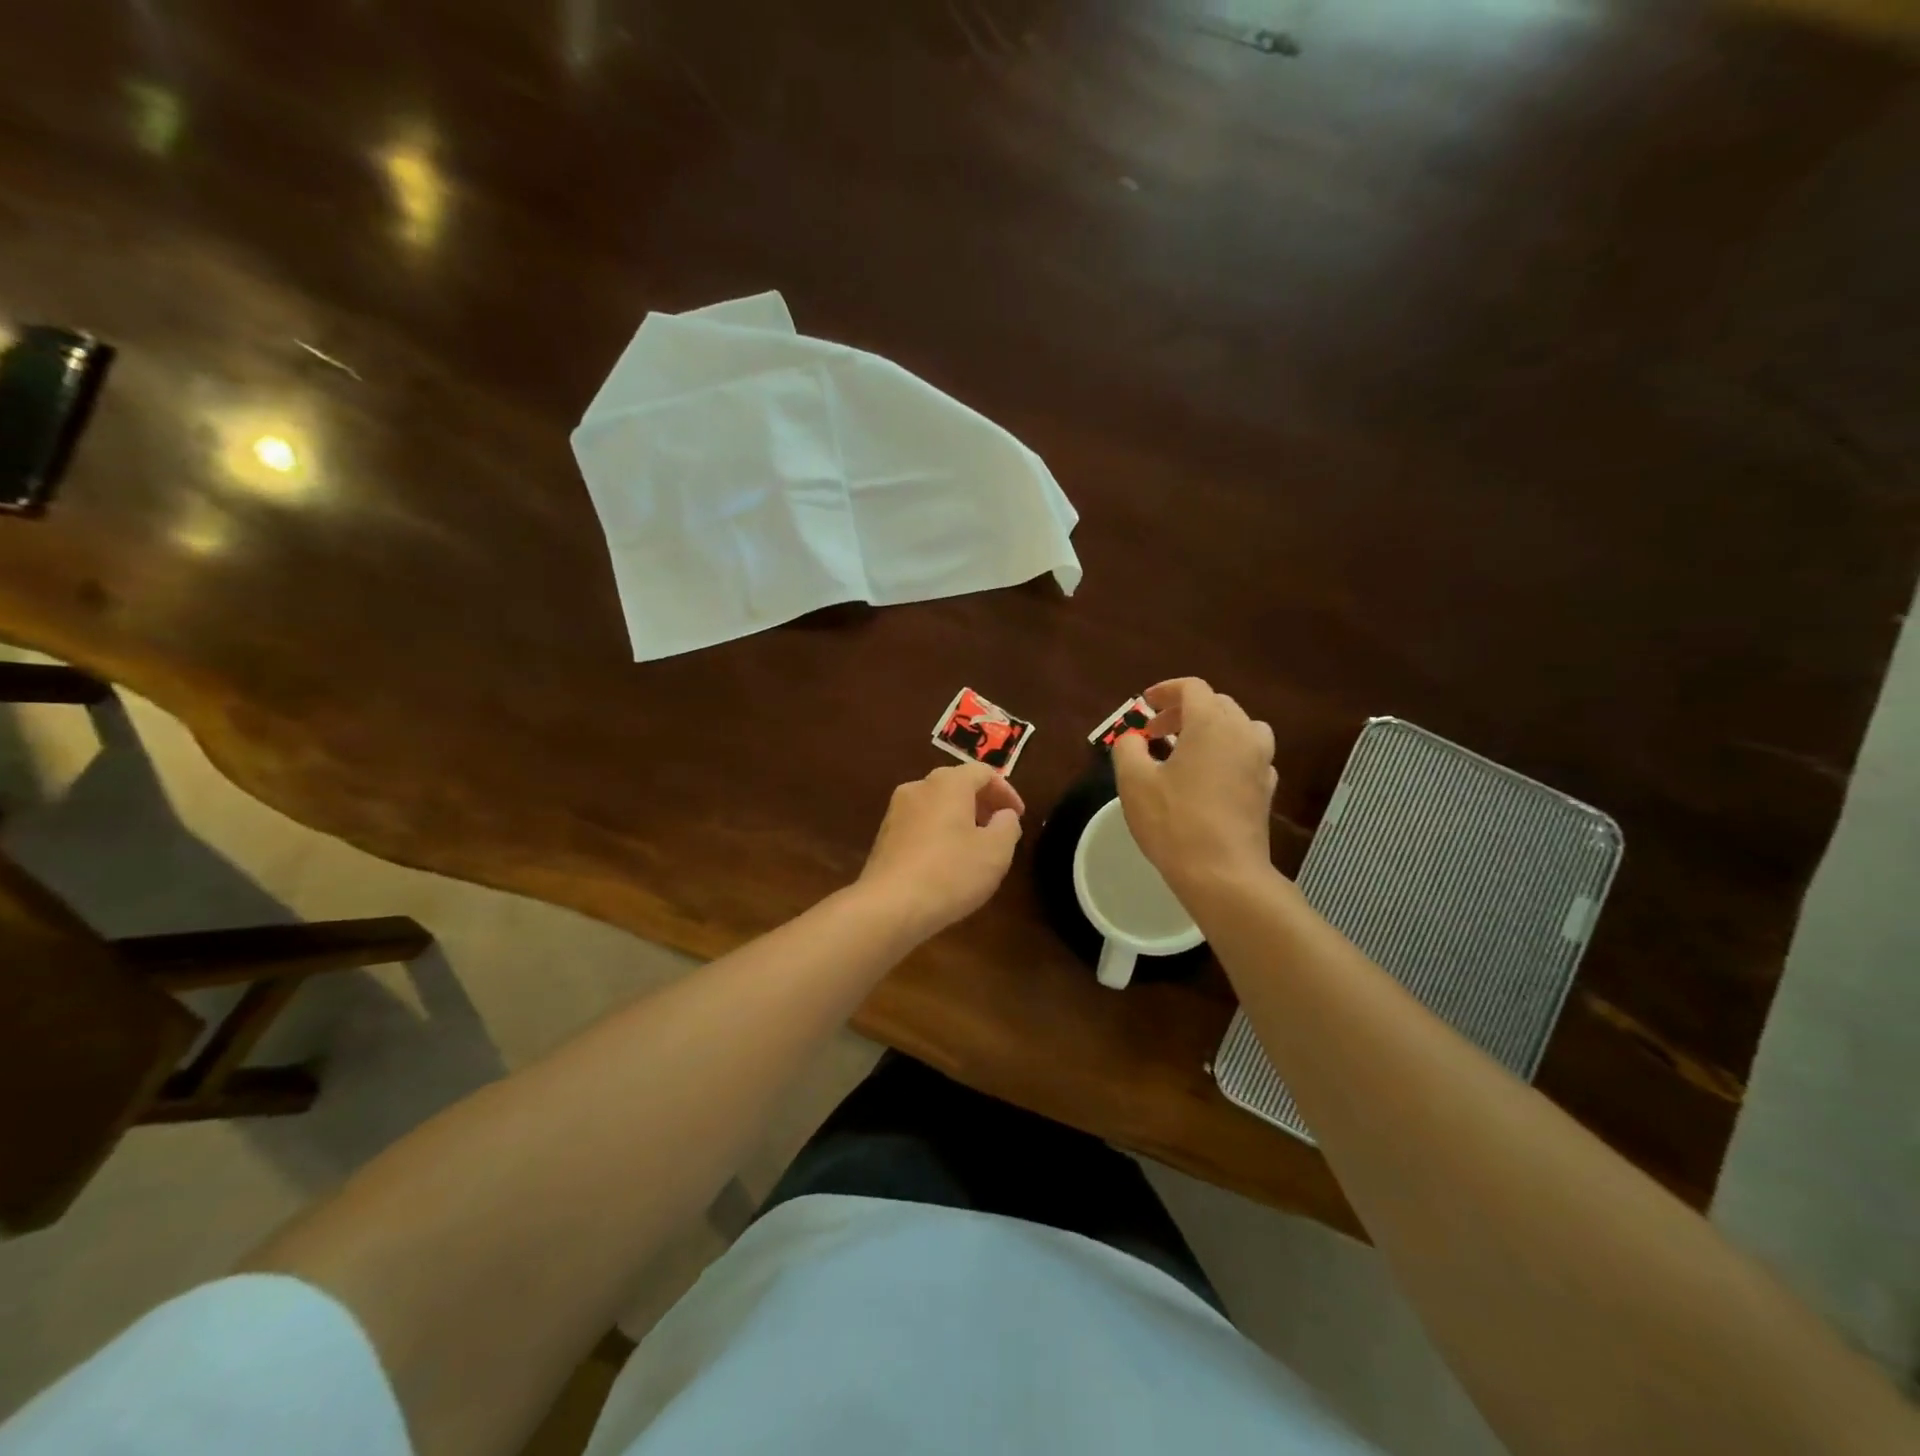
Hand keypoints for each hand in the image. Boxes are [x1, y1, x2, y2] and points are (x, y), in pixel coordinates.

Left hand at [857, 762, 1024, 935]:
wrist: (889, 906)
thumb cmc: (950, 872)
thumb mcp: (996, 851)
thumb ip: (1008, 826)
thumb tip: (1004, 815)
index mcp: (948, 783)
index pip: (983, 773)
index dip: (1006, 792)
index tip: (1018, 816)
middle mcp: (918, 788)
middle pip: (957, 785)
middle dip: (982, 804)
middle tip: (999, 829)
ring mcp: (896, 811)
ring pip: (936, 805)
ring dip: (960, 819)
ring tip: (975, 848)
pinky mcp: (884, 836)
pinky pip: (920, 825)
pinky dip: (939, 833)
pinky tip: (946, 863)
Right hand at [1113, 678, 1276, 894]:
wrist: (1223, 874)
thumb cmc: (1175, 823)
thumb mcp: (1134, 782)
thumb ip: (1128, 748)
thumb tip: (1133, 738)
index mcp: (1211, 724)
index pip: (1192, 688)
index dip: (1165, 691)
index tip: (1144, 707)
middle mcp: (1243, 734)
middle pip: (1217, 704)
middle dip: (1183, 711)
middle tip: (1156, 732)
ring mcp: (1261, 762)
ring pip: (1239, 728)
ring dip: (1211, 730)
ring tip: (1186, 750)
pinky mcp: (1267, 790)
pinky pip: (1248, 755)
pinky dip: (1227, 753)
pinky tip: (1208, 777)